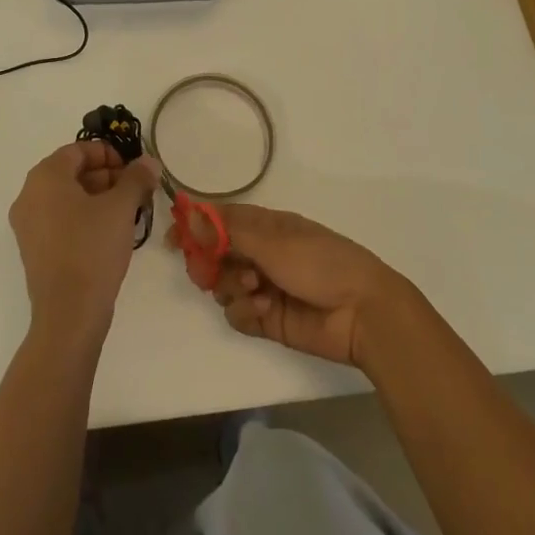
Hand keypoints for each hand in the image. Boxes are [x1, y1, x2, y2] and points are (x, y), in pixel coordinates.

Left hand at [9, 142, 158, 343]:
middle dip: (106, 177)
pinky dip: (83, 217)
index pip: (78, 150)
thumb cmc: (92, 248)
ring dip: (97, 197)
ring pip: (66, 197)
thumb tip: (150, 161)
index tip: (133, 169)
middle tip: (135, 190)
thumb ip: (136, 178)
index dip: (108, 153)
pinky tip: (109, 233)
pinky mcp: (33, 249)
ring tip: (127, 212)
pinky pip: (59, 219)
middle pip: (71, 172)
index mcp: (45, 177)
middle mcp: (29, 194)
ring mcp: (27, 224)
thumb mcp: (121, 208)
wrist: (69, 314)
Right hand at [171, 204, 408, 367]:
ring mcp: (262, 287)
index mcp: (263, 226)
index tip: (174, 240)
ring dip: (231, 287)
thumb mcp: (273, 241)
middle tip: (207, 271)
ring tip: (254, 289)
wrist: (361, 312)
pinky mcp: (267, 320)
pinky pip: (237, 314)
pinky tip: (264, 311)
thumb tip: (189, 214)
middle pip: (214, 255)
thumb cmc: (320, 262)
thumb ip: (227, 232)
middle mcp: (259, 253)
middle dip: (207, 263)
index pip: (218, 220)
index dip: (194, 227)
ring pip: (222, 286)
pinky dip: (245, 312)